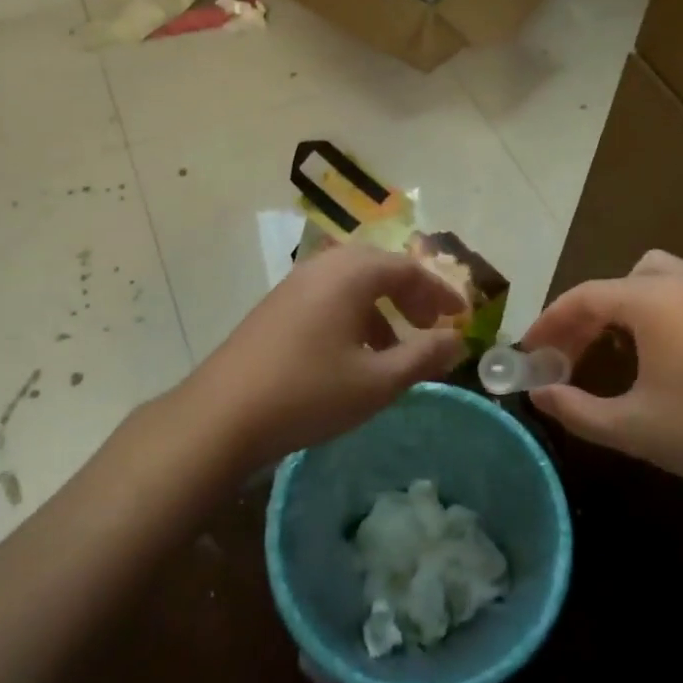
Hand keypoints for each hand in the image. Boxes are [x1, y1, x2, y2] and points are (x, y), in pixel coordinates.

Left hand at [188, 245, 466, 470]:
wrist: (222, 415)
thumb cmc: (308, 393)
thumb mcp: (376, 382)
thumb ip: (422, 357)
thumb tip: (457, 340)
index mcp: (350, 274)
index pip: (408, 269)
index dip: (439, 293)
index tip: (460, 318)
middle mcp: (322, 267)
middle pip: (379, 267)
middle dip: (410, 295)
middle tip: (430, 326)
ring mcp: (294, 284)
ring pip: (351, 282)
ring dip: (381, 306)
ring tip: (395, 347)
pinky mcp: (276, 306)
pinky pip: (328, 296)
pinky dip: (353, 314)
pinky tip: (353, 354)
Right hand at [521, 249, 682, 509]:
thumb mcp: (631, 426)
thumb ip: (575, 409)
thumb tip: (538, 395)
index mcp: (653, 300)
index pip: (584, 297)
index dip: (550, 322)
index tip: (528, 351)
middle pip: (618, 282)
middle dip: (586, 314)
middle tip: (568, 355)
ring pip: (654, 279)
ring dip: (623, 306)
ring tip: (610, 348)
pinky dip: (656, 311)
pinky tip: (657, 353)